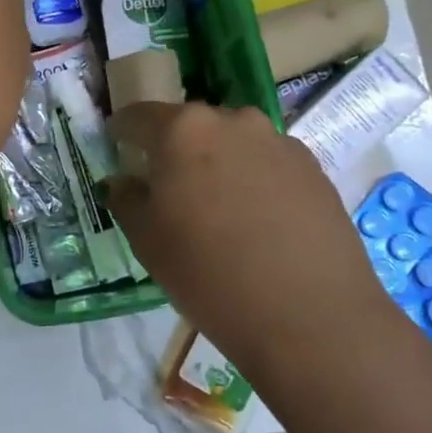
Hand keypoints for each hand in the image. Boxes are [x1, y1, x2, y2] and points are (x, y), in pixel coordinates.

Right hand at [103, 101, 397, 371]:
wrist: (310, 315)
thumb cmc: (209, 275)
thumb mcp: (147, 241)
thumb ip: (127, 199)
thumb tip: (123, 181)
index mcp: (183, 130)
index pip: (138, 117)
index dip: (122, 133)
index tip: (117, 150)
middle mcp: (233, 121)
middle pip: (191, 127)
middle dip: (175, 151)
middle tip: (169, 191)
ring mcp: (279, 142)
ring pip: (234, 144)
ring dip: (218, 165)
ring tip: (218, 211)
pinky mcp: (314, 169)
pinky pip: (268, 165)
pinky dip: (254, 182)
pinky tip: (258, 224)